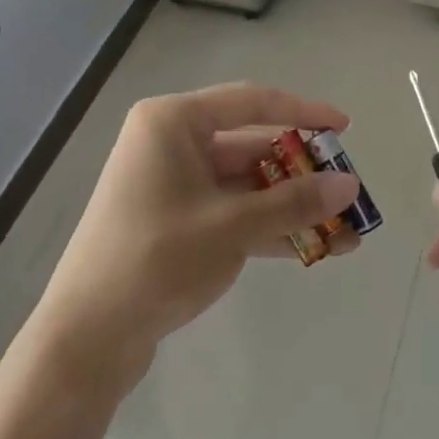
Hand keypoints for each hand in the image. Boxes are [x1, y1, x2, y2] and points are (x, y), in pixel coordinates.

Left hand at [26, 84, 359, 391]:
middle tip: (349, 193)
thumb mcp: (232, 227)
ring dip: (293, 207)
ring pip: (247, 185)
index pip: (251, 102)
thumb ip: (294, 203)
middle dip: (303, 174)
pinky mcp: (177, 222)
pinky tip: (314, 249)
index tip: (344, 128)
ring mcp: (173, 185)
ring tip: (346, 231)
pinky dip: (270, 228)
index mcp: (173, 123)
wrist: (87, 335)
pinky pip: (233, 213)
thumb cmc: (155, 259)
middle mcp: (171, 144)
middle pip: (252, 147)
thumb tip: (351, 186)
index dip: (302, 112)